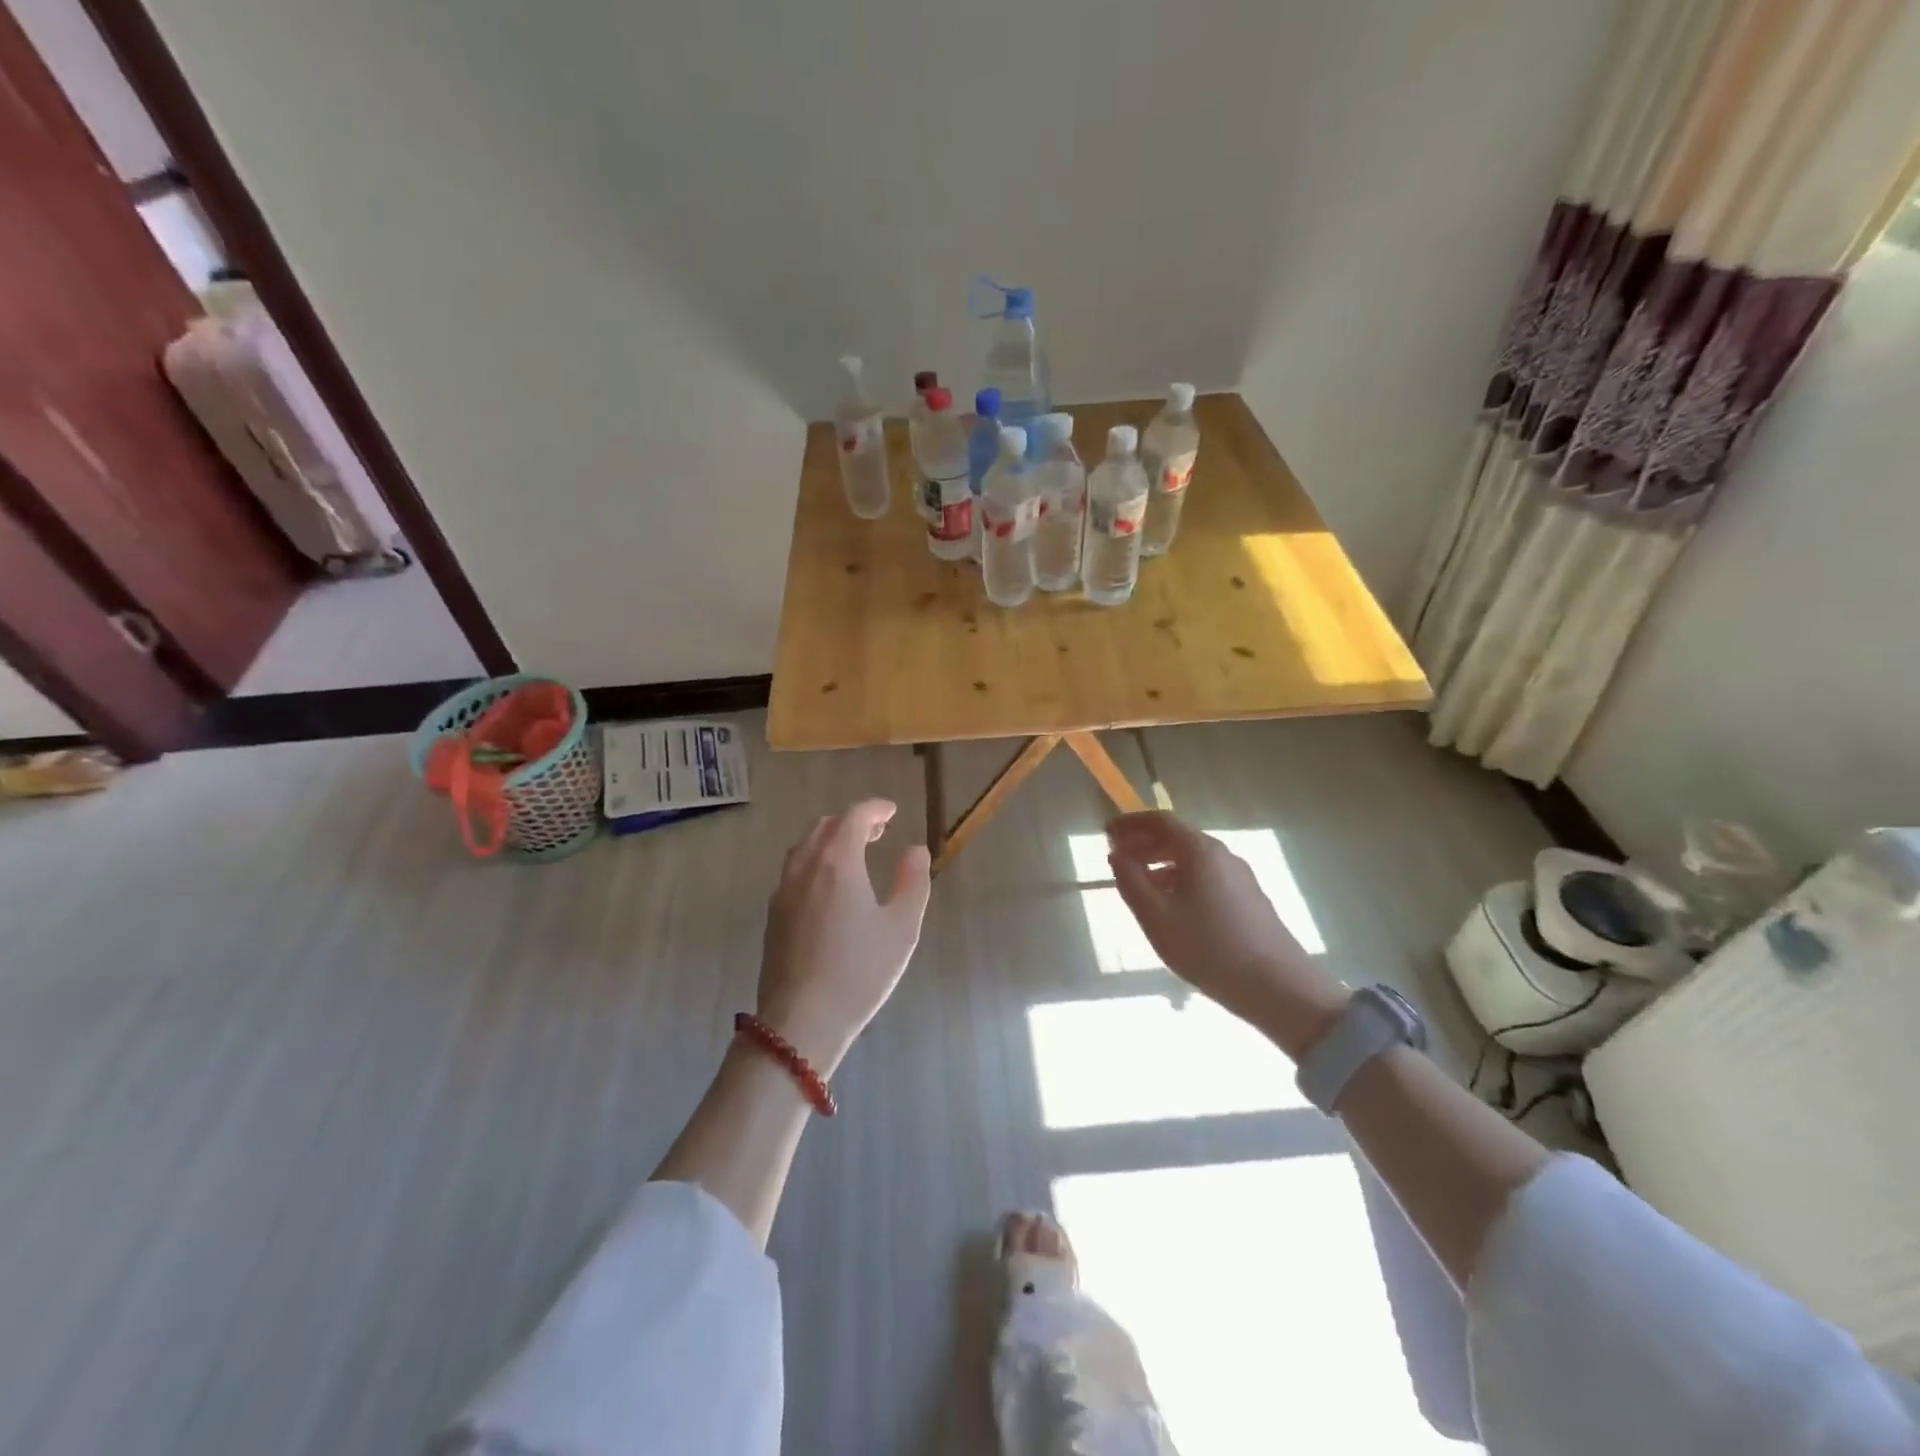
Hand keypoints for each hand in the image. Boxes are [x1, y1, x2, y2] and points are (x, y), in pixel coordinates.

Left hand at [757, 799, 932, 1074]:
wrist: (800, 1021)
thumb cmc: (859, 972)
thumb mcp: (902, 927)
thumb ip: (912, 882)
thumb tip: (915, 851)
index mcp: (837, 862)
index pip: (854, 816)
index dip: (875, 808)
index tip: (892, 811)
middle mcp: (804, 867)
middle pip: (825, 826)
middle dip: (853, 822)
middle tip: (877, 832)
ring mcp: (783, 891)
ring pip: (804, 847)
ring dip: (830, 840)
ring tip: (854, 855)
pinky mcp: (773, 915)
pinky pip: (794, 870)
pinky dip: (814, 861)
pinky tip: (829, 887)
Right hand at [1107, 811, 1349, 1056]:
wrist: (1278, 988)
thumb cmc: (1208, 948)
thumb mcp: (1156, 917)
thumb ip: (1131, 881)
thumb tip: (1117, 855)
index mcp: (1200, 851)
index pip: (1160, 821)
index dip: (1130, 824)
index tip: (1107, 833)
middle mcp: (1223, 855)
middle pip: (1177, 837)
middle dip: (1144, 843)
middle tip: (1118, 858)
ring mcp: (1240, 877)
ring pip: (1192, 859)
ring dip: (1161, 863)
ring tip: (1139, 884)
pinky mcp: (1249, 899)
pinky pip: (1206, 876)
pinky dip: (1180, 879)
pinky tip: (1172, 906)